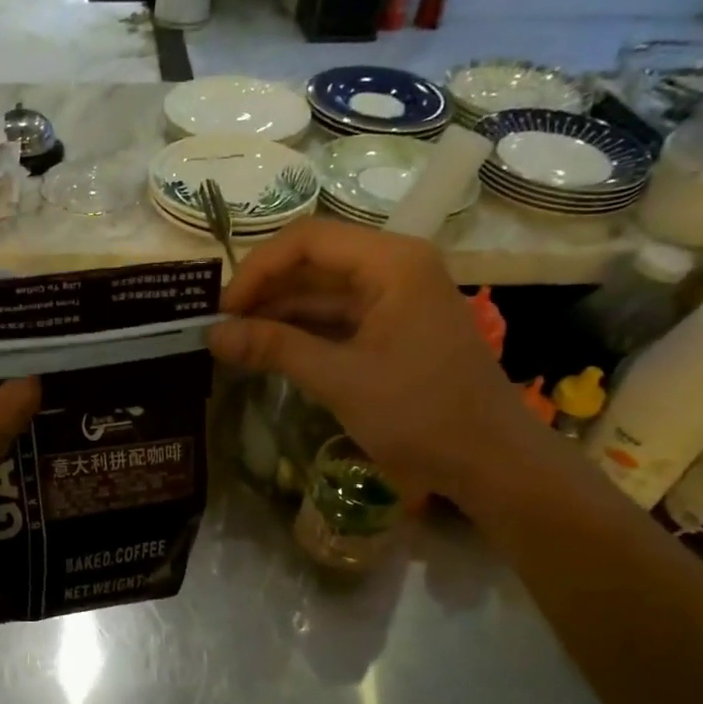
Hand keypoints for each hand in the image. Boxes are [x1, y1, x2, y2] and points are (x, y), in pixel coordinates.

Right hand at [208, 220, 540, 505]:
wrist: (491, 463)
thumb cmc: (421, 414)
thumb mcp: (340, 379)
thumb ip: (274, 349)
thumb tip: (212, 334)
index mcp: (391, 263)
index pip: (308, 240)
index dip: (258, 269)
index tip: (224, 309)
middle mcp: (394, 268)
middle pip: (314, 262)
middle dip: (264, 291)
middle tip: (220, 327)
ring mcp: (395, 300)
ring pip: (322, 293)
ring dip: (278, 314)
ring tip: (233, 342)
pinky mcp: (393, 330)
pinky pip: (337, 319)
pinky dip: (301, 333)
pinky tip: (267, 352)